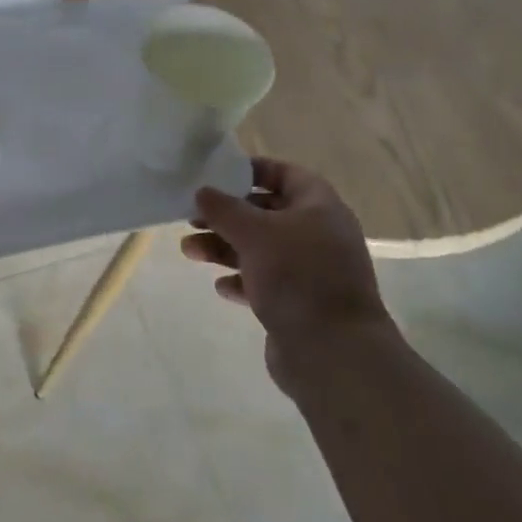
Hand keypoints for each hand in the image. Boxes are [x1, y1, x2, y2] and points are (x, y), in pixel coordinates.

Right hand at [184, 158, 396, 400]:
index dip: (252, 170)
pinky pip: (265, 282)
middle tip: (192, 217)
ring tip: (189, 251)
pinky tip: (221, 287)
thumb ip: (225, 209)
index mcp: (319, 207)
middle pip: (267, 213)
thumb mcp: (255, 233)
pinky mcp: (298, 303)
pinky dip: (242, 280)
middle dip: (227, 215)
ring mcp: (310, 271)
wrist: (332, 351)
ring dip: (225, 248)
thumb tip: (203, 191)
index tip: (217, 175)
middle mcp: (318, 234)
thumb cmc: (297, 276)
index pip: (286, 174)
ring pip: (261, 249)